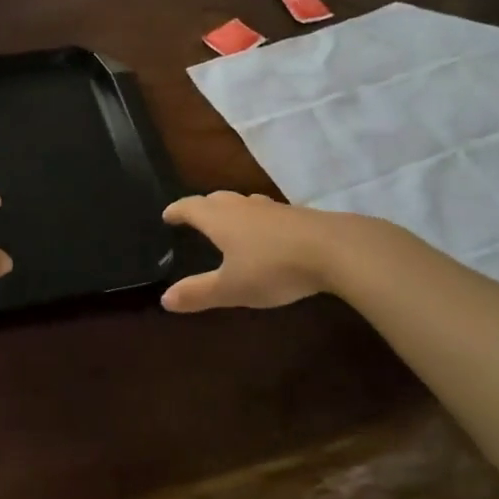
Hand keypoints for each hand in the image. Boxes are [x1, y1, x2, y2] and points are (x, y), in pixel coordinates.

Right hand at [160, 192, 336, 311]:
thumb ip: (198, 293)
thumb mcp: (231, 288)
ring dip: (231, 209)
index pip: (191, 207)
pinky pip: (267, 212)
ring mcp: (273, 209)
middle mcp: (243, 207)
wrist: (334, 249)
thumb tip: (164, 299)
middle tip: (194, 217)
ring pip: (244, 203)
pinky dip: (257, 219)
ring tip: (229, 221)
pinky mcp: (298, 216)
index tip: (167, 215)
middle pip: (217, 199)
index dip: (177, 211)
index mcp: (220, 219)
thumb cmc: (273, 267)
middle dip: (202, 207)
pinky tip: (267, 233)